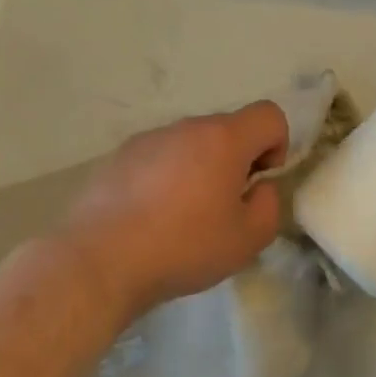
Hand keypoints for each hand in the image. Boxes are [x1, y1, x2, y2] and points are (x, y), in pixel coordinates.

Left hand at [59, 102, 289, 320]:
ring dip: (199, 169)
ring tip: (182, 217)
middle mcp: (186, 127)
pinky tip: (150, 218)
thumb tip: (257, 188)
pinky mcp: (119, 157)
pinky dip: (166, 178)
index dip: (276, 145)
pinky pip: (159, 158)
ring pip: (191, 144)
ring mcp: (148, 139)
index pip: (269, 115)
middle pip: (228, 130)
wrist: (99, 261)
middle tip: (222, 208)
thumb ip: (268, 205)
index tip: (257, 183)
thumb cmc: (183, 247)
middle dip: (236, 161)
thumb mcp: (248, 239)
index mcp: (223, 138)